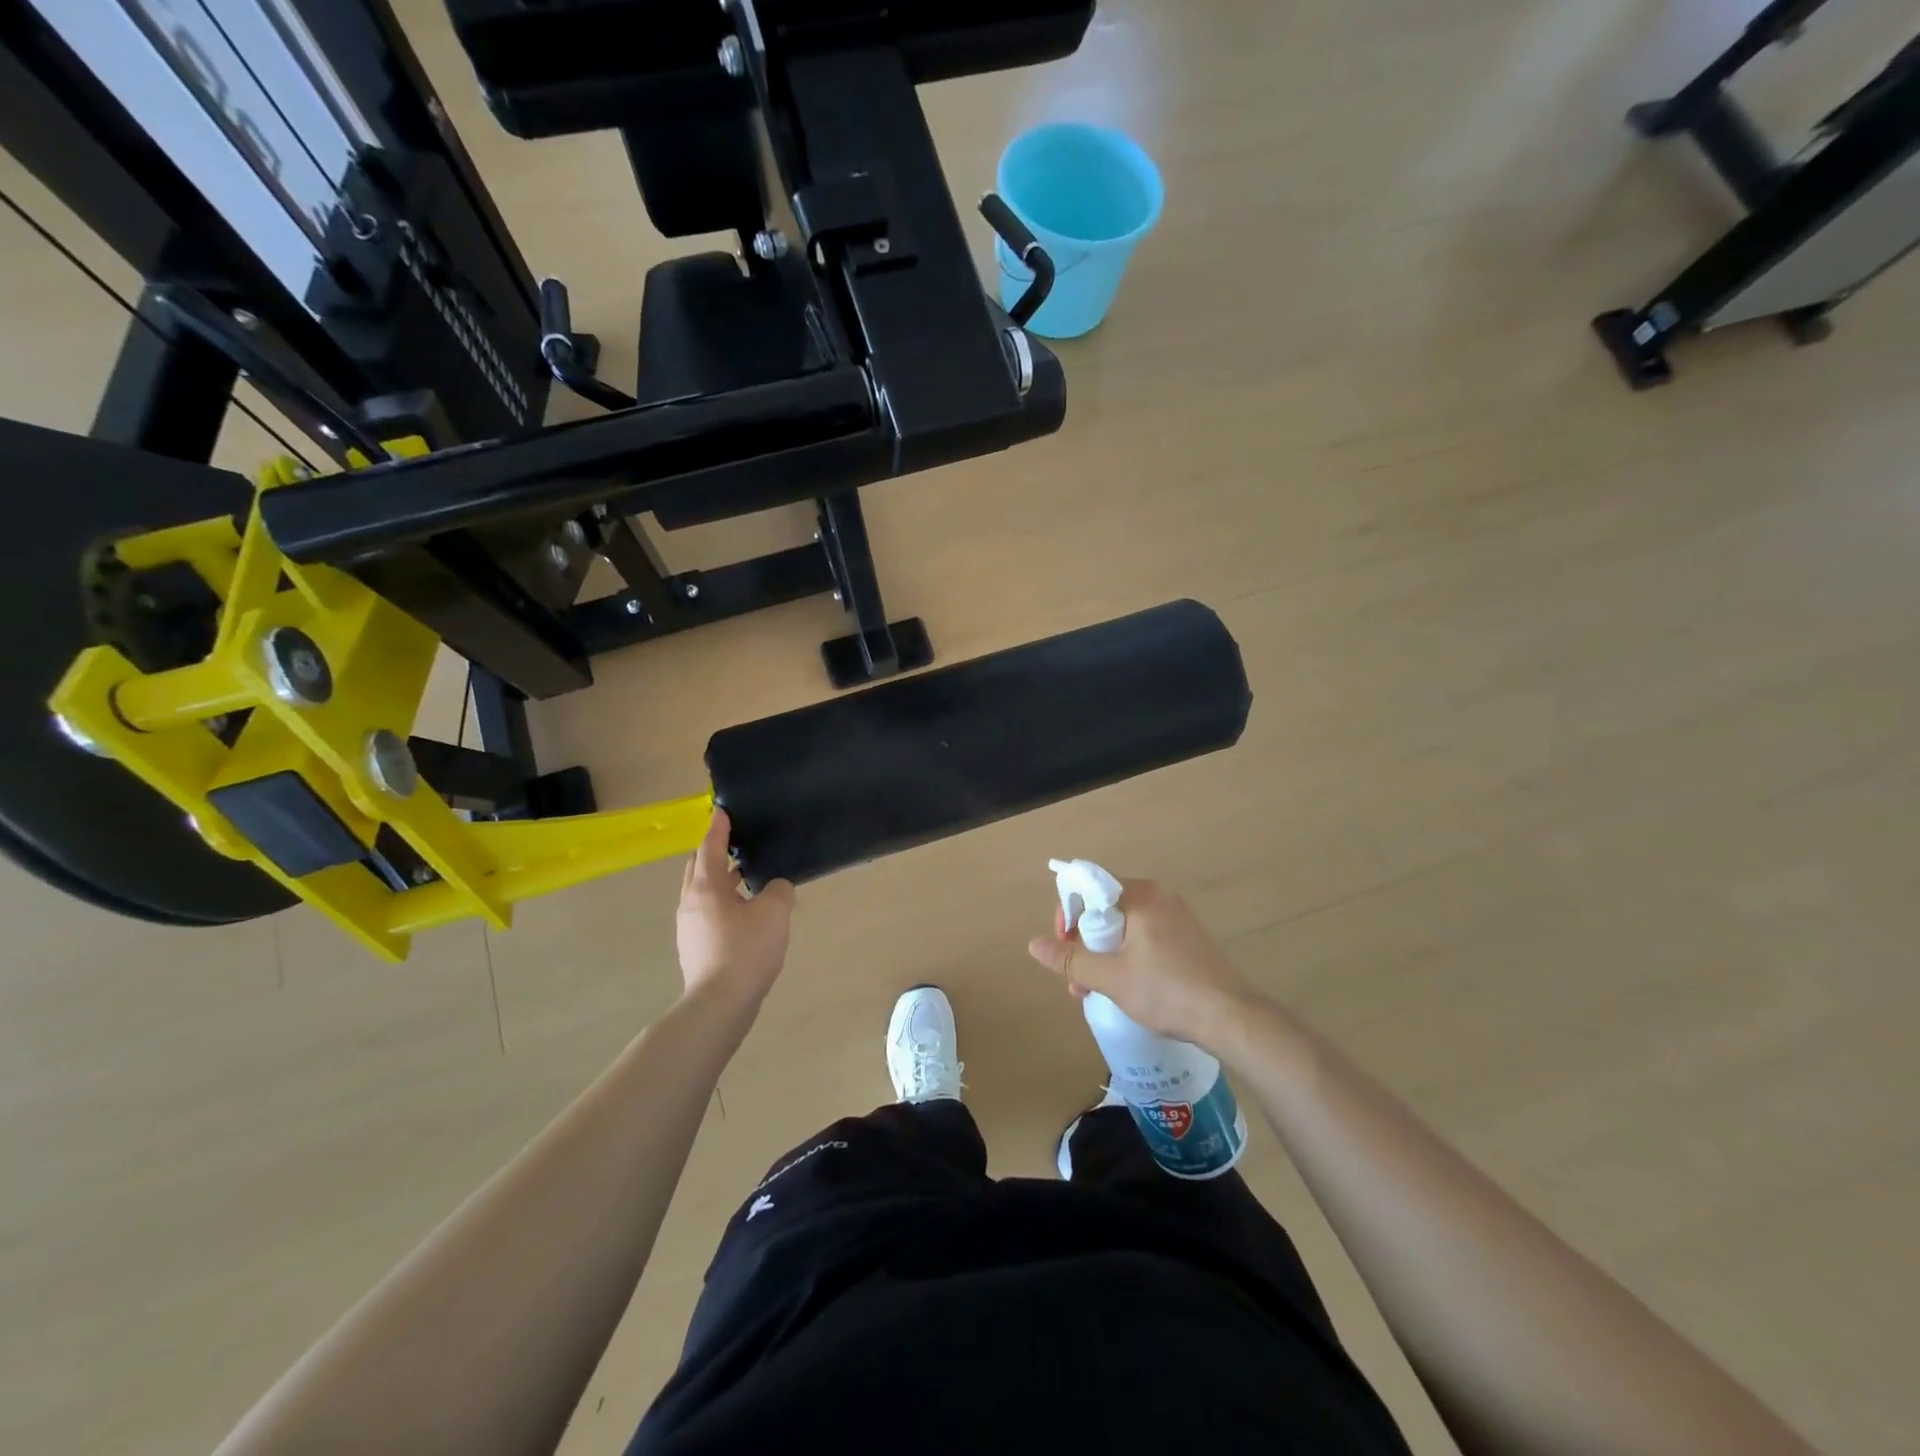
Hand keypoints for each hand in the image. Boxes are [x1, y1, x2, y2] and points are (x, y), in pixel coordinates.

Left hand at [676, 809, 794, 1011]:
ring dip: (720, 880)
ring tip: (745, 877)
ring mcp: (689, 927)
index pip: (710, 846)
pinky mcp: (694, 948)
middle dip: (713, 851)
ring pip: (702, 892)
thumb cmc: (746, 950)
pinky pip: (707, 913)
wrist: (720, 1004)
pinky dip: (722, 902)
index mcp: (706, 886)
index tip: (721, 811)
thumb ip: (779, 890)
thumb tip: (776, 888)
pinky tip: (743, 914)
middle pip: (699, 867)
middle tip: (734, 842)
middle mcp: (691, 902)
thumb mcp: (774, 912)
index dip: (718, 827)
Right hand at [1026, 878, 1254, 1046]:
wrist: (1231, 1018)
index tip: (1063, 947)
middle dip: (1084, 942)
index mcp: (1140, 895)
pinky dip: (1126, 955)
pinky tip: (1124, 986)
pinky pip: (1144, 935)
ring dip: (1102, 953)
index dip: (1068, 914)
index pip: (1089, 887)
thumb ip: (1072, 960)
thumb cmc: (1167, 991)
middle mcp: (1159, 896)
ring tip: (1094, 991)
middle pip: (1105, 907)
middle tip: (1077, 980)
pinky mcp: (1187, 937)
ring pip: (1123, 925)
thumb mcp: (1112, 977)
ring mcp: (1176, 916)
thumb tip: (1033, 944)